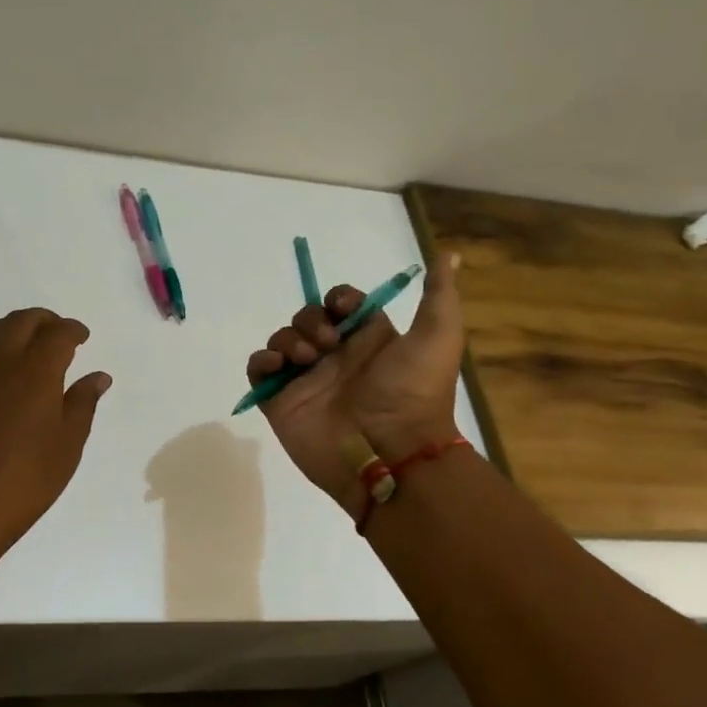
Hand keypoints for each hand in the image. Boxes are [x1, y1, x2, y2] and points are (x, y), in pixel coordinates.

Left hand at [0, 308, 111, 560]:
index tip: (82, 336)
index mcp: (34, 370)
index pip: (57, 334)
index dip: (73, 330)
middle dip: (43, 320)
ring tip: (27, 347)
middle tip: (58, 333)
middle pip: (20, 322)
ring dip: (13, 330)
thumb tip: (98, 375)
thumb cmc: (23, 483)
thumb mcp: (67, 446)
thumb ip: (82, 404)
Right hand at [244, 253, 465, 510]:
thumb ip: (439, 295)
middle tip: (327, 345)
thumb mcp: (438, 337)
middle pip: (307, 319)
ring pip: (282, 340)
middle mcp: (335, 359)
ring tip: (305, 361)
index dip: (338, 299)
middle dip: (311, 321)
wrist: (390, 452)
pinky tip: (278, 367)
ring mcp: (306, 381)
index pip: (341, 305)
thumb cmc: (412, 393)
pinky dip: (262, 361)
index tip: (342, 309)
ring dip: (288, 340)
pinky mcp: (281, 402)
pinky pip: (258, 370)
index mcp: (367, 342)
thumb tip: (448, 254)